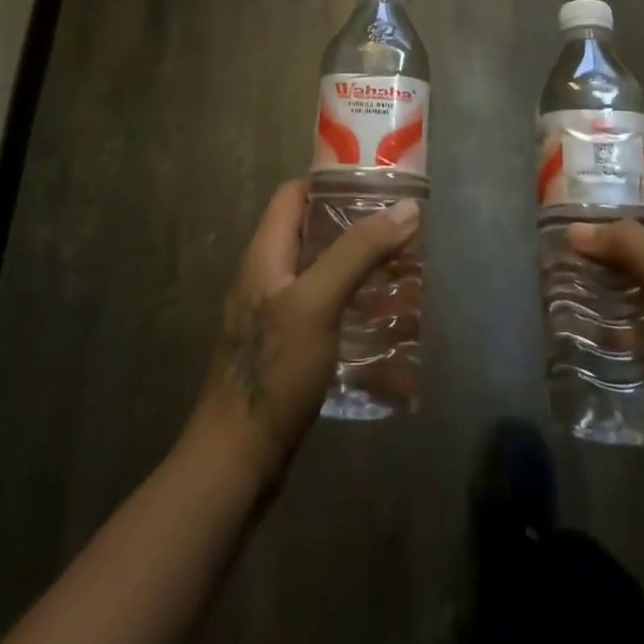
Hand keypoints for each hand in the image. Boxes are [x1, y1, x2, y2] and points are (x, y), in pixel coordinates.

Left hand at [187, 179, 420, 488]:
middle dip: (355, 227)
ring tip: (402, 271)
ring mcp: (275, 316)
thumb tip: (407, 208)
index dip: (330, 181)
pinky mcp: (287, 350)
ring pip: (321, 273)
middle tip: (400, 229)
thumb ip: (359, 252)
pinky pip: (324, 311)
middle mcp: (266, 277)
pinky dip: (353, 306)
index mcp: (265, 254)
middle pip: (311, 232)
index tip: (375, 183)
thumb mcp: (318, 301)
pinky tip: (384, 323)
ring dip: (359, 268)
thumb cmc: (274, 371)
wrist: (236, 462)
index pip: (293, 194)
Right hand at [569, 201, 643, 508]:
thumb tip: (577, 229)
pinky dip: (592, 318)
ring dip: (587, 280)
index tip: (566, 196)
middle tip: (546, 241)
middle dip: (590, 240)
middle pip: (626, 244)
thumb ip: (631, 250)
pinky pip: (615, 321)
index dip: (611, 195)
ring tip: (546, 278)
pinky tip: (563, 323)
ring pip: (617, 283)